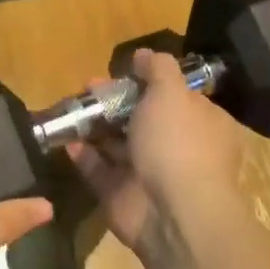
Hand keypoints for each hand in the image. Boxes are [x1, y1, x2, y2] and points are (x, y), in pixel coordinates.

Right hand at [72, 49, 249, 256]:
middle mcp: (179, 148)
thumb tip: (143, 55)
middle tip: (89, 87)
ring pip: (118, 144)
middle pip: (143, 118)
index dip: (150, 82)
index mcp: (201, 124)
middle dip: (114, 101)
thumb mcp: (172, 93)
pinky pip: (99, 169)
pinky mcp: (122, 195)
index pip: (178, 97)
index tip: (124, 71)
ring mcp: (150, 174)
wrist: (173, 213)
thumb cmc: (178, 144)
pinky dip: (84, 154)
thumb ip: (158, 69)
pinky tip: (67, 140)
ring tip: (72, 108)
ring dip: (95, 126)